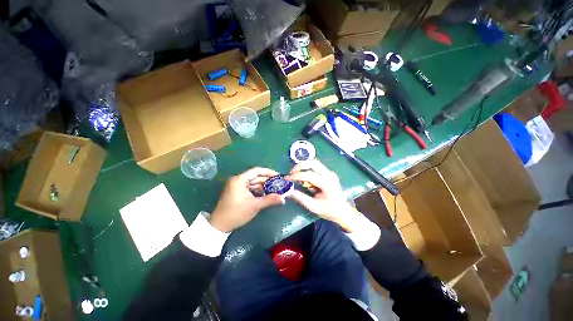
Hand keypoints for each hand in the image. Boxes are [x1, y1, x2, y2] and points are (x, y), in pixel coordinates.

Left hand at [209, 167, 283, 231]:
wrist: (220, 225)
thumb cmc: (237, 213)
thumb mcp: (255, 206)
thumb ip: (269, 200)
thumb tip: (283, 198)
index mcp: (240, 180)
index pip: (257, 171)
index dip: (268, 172)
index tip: (278, 176)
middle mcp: (238, 180)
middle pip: (255, 176)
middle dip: (267, 180)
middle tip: (278, 183)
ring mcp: (236, 186)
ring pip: (253, 182)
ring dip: (263, 186)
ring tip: (274, 189)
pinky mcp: (237, 191)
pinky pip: (250, 187)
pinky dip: (258, 190)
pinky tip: (266, 193)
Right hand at [285, 160, 361, 231]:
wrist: (344, 212)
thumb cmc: (330, 211)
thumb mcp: (314, 207)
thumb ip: (301, 198)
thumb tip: (288, 191)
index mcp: (327, 183)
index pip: (309, 175)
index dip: (296, 175)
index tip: (287, 178)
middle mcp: (329, 175)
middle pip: (313, 163)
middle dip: (300, 166)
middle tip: (291, 173)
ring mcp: (330, 173)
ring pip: (314, 163)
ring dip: (304, 167)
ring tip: (296, 175)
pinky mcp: (328, 174)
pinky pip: (316, 168)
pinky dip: (308, 171)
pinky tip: (304, 180)